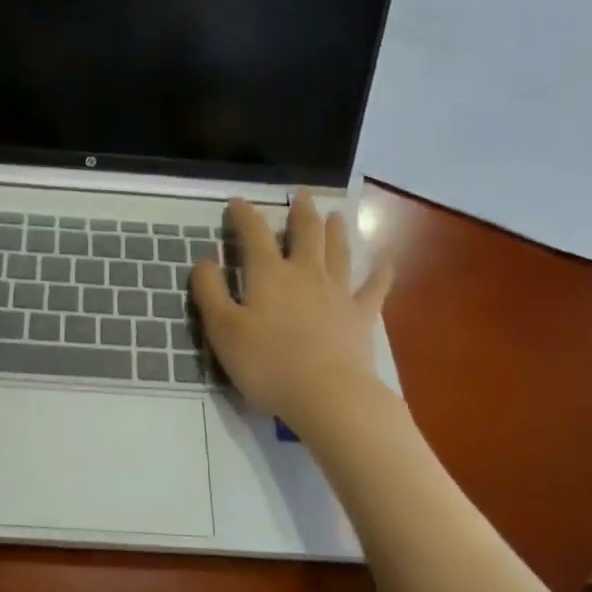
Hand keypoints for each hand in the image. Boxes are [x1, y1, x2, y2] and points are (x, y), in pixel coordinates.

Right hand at [191, 193, 393, 432]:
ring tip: (336, 214)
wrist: (329, 396)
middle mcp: (305, 273)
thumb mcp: (223, 329)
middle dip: (301, 212)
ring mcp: (338, 293)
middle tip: (302, 195)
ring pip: (338, 252)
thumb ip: (210, 291)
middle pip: (305, 234)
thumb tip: (205, 258)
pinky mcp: (361, 316)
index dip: (244, 214)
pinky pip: (374, 289)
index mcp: (269, 274)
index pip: (254, 233)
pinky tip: (386, 263)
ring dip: (336, 231)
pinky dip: (380, 274)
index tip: (237, 201)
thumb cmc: (268, 364)